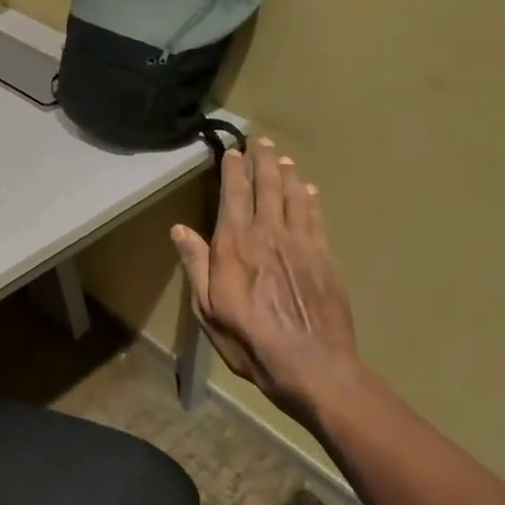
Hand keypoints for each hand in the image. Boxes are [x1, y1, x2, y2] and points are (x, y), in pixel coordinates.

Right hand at [171, 136, 361, 419]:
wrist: (311, 363)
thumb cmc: (249, 339)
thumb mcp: (208, 308)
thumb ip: (195, 265)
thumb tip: (179, 229)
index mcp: (236, 245)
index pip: (233, 196)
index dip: (233, 171)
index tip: (233, 151)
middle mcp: (269, 234)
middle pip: (268, 188)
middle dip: (264, 161)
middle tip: (262, 141)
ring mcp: (301, 244)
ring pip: (295, 197)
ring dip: (288, 174)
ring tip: (284, 159)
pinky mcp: (325, 258)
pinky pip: (317, 219)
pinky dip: (312, 200)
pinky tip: (310, 191)